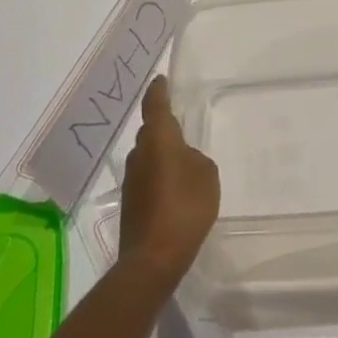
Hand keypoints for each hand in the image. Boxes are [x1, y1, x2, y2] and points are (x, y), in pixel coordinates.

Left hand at [119, 78, 219, 285]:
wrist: (153, 258)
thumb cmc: (185, 208)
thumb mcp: (206, 176)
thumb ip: (195, 159)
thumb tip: (182, 160)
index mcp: (159, 140)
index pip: (155, 105)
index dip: (158, 91)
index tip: (160, 80)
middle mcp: (140, 154)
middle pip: (151, 132)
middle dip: (163, 127)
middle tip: (181, 127)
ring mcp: (131, 179)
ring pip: (147, 156)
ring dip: (161, 154)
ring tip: (182, 162)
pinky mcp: (130, 202)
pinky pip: (146, 177)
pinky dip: (158, 176)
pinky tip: (174, 190)